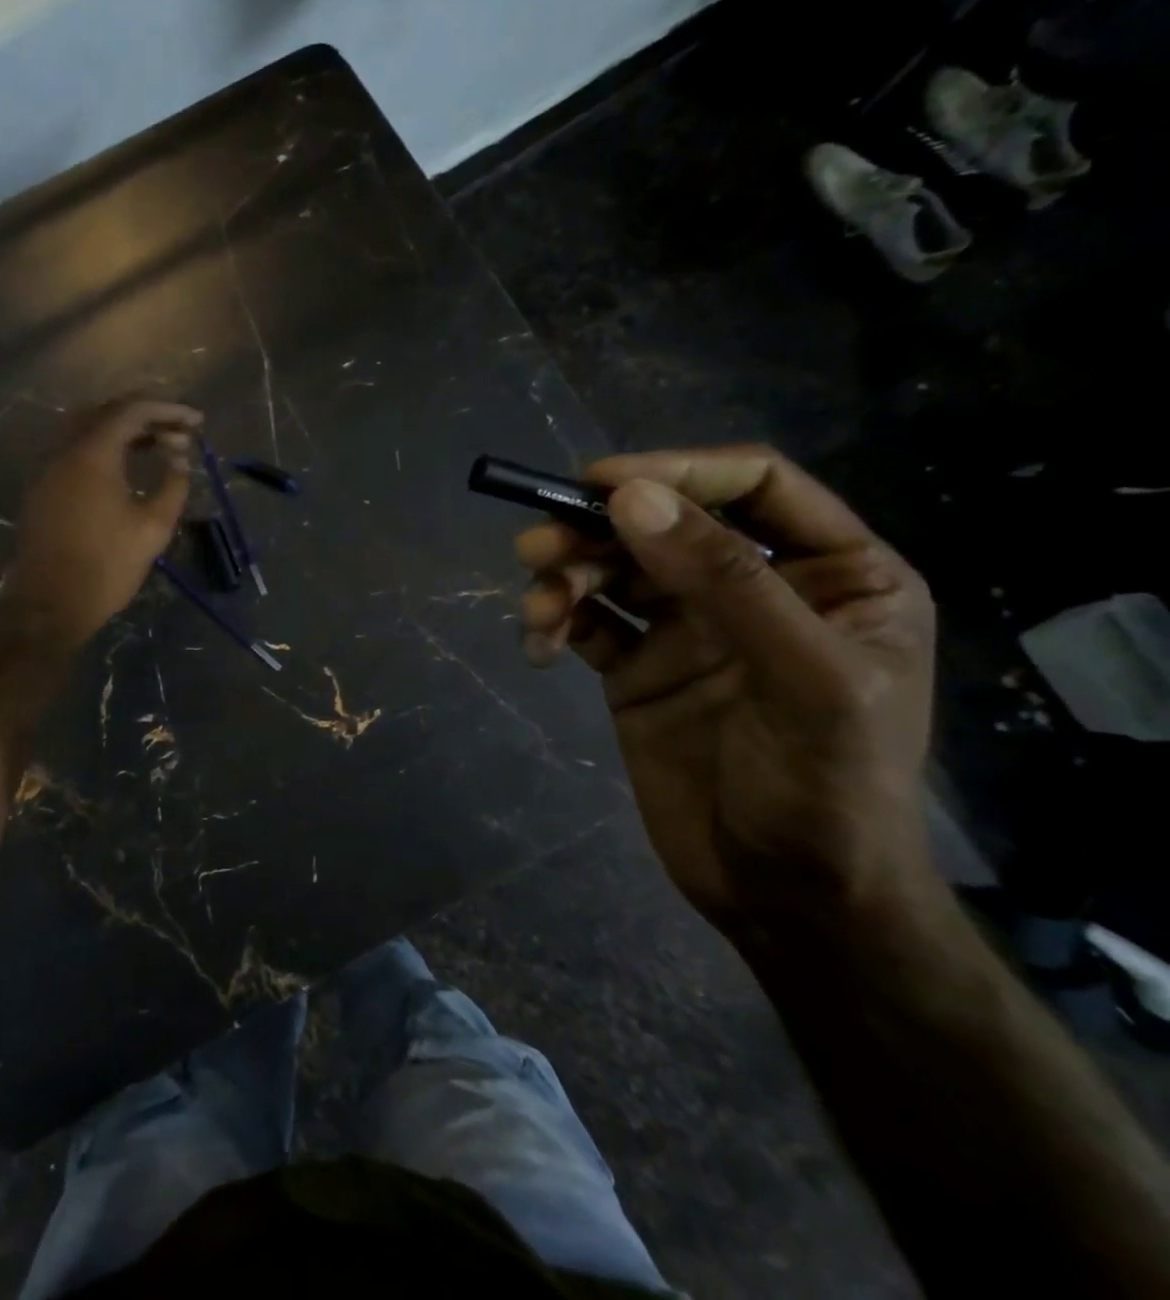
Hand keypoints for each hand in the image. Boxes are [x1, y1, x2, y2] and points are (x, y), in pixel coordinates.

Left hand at [5, 400, 201, 651]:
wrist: (50, 604)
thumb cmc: (107, 566)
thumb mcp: (153, 527)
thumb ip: (173, 484)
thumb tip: (179, 458)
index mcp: (92, 454)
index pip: (132, 410)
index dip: (168, 410)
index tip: (197, 422)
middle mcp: (65, 450)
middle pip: (106, 412)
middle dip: (146, 416)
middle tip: (178, 433)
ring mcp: (48, 469)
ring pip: (87, 430)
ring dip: (123, 431)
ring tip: (157, 446)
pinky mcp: (43, 488)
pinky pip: (75, 451)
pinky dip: (103, 448)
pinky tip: (125, 469)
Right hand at [516, 446, 940, 942]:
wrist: (787, 898)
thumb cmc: (829, 791)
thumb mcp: (803, 680)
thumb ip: (725, 582)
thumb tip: (629, 497)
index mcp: (832, 572)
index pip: (753, 485)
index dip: (676, 470)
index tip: (598, 483)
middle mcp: (756, 587)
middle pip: (663, 523)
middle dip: (596, 531)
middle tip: (536, 548)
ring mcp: (688, 628)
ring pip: (613, 569)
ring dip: (565, 576)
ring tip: (537, 609)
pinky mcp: (636, 667)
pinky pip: (586, 621)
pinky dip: (554, 622)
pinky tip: (539, 647)